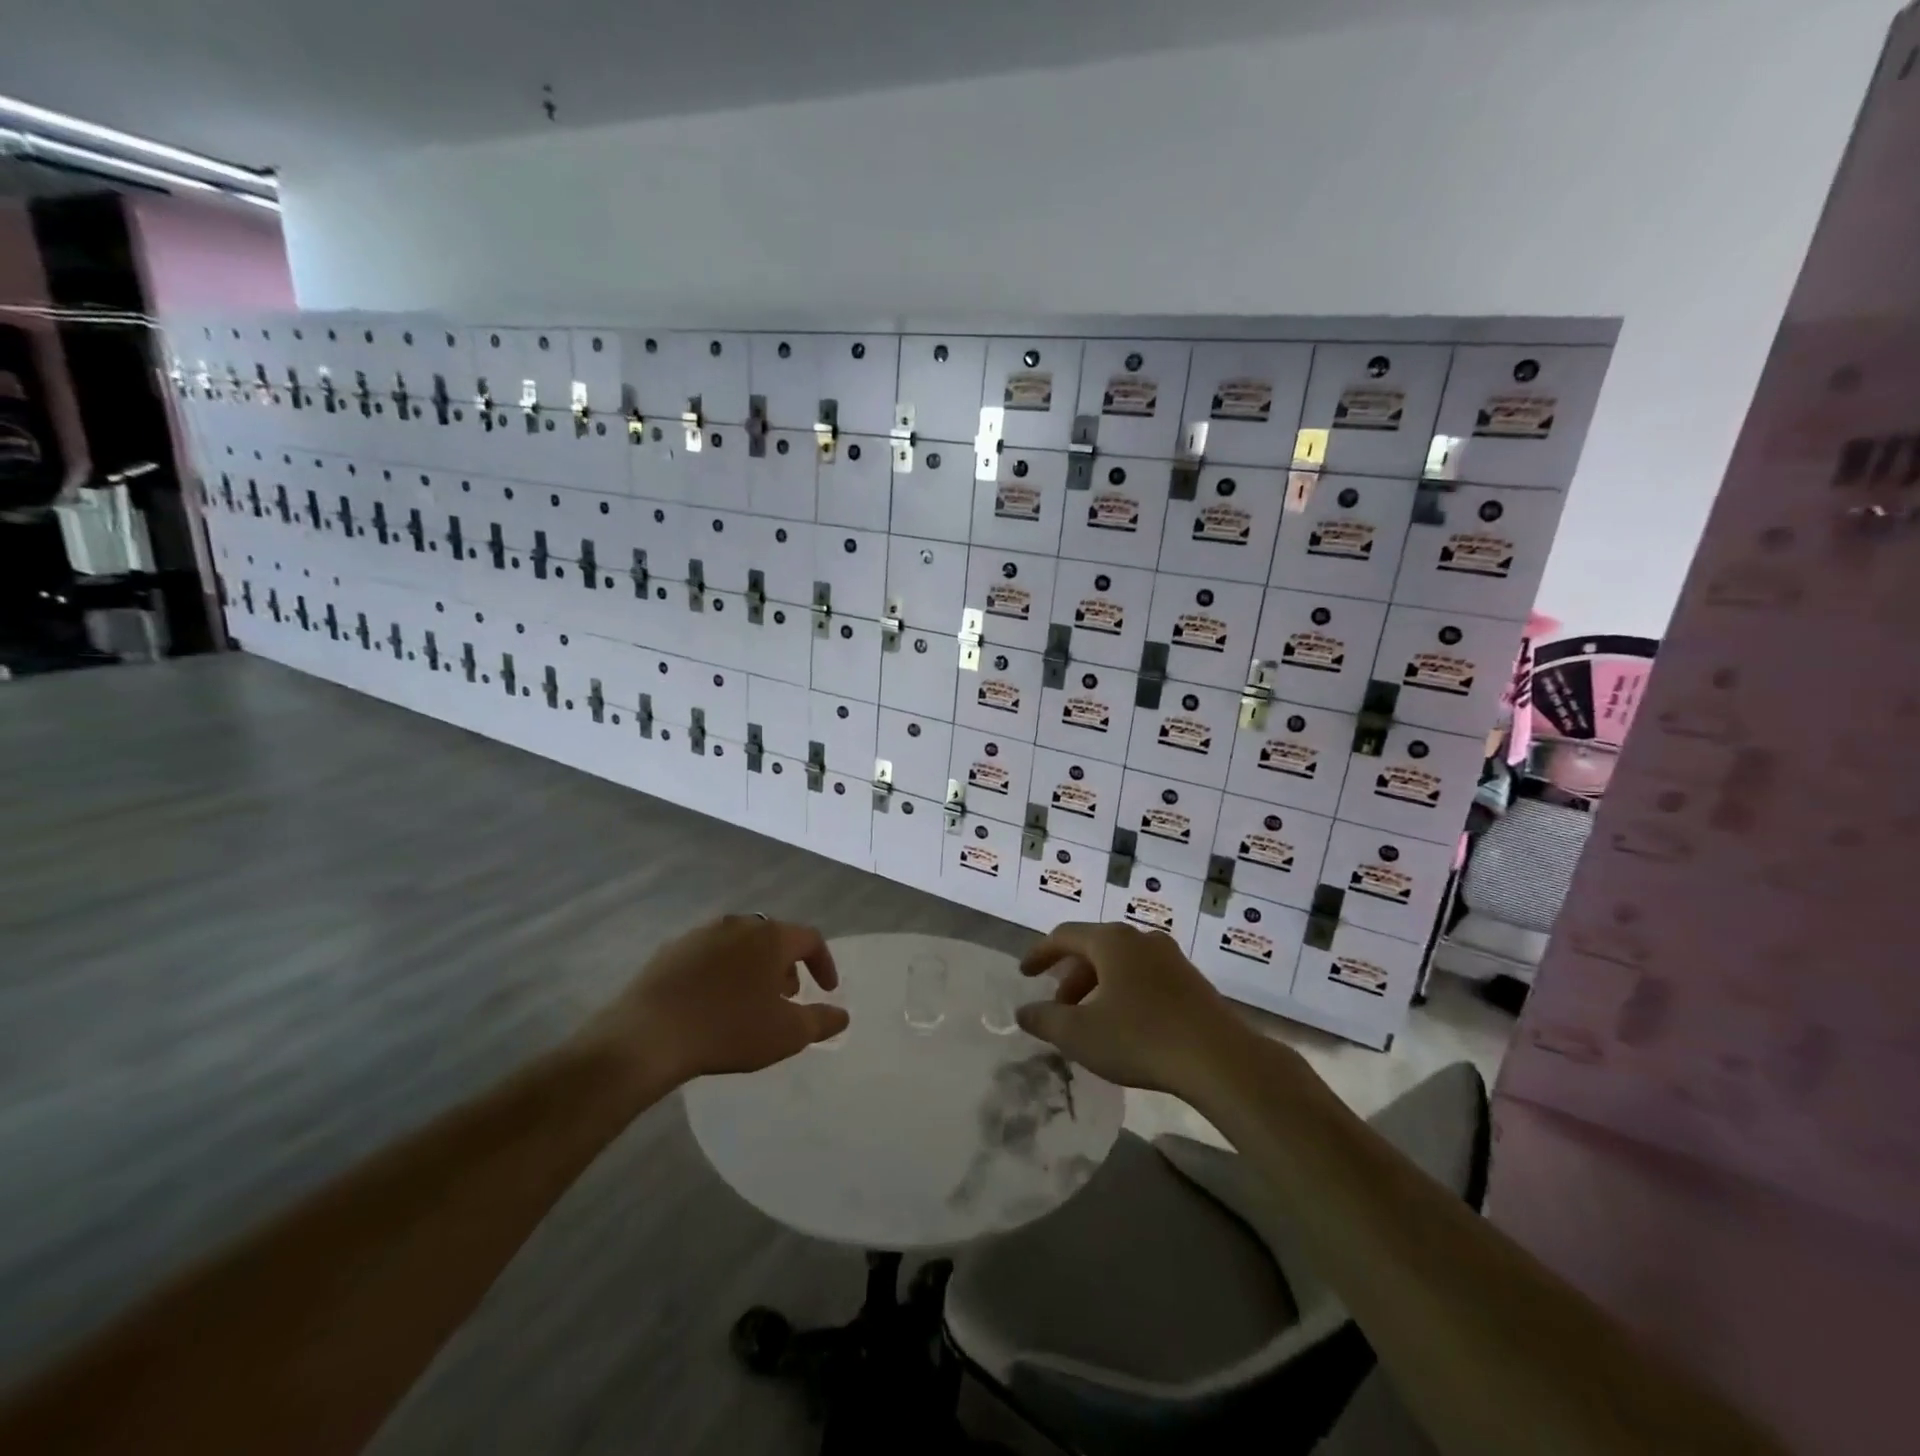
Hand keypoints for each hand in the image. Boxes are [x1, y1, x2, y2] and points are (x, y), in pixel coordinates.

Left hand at [583, 915, 848, 1088]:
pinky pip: (708, 955)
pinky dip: (720, 971)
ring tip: (750, 999)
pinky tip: (712, 1001)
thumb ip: (821, 1021)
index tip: (826, 990)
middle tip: (787, 995)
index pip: (810, 938)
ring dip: (753, 966)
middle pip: (773, 937)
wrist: (648, 1034)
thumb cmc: (729, 1029)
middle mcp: (739, 924)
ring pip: (739, 943)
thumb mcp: (786, 1034)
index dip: (824, 963)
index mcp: (771, 937)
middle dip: (786, 964)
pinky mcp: (670, 950)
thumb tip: (842, 1015)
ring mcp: (701, 934)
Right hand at [1017, 922, 1249, 1092]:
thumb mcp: (1080, 1033)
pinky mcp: (1192, 982)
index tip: (1024, 974)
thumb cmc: (1141, 1037)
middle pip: (1094, 948)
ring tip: (1090, 1022)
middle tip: (1058, 1008)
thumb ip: (1045, 1019)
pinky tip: (1125, 1026)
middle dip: (1070, 977)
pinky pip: (1145, 977)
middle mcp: (1141, 938)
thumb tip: (1024, 1011)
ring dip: (1098, 987)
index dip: (1040, 953)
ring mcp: (1171, 958)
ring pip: (1121, 964)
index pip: (1064, 935)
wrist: (1220, 1059)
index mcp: (1112, 940)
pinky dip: (1124, 993)